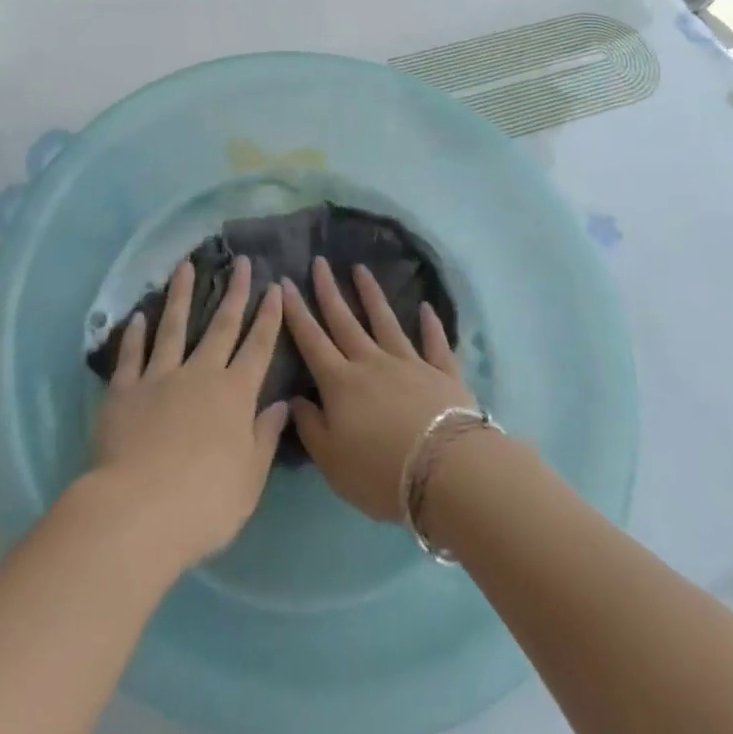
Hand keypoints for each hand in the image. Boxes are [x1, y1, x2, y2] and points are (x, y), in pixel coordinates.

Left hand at [90, 257, 287, 569]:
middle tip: (242, 262)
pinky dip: (135, 334)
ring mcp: (160, 377)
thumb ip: (265, 437)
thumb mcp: (249, 478)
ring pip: (173, 326)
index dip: (268, 316)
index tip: (274, 287)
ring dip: (181, 294)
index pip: (258, 347)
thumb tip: (282, 404)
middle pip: (221, 326)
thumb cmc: (205, 503)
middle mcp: (200, 374)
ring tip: (185, 265)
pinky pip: (132, 355)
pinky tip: (139, 316)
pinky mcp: (125, 390)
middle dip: (235, 292)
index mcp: (235, 395)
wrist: (140, 511)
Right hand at [282, 258, 474, 522]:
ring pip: (385, 321)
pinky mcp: (442, 372)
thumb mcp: (332, 461)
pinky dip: (431, 324)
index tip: (285, 282)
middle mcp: (371, 362)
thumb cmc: (381, 472)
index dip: (296, 311)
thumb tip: (295, 399)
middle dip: (329, 290)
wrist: (447, 472)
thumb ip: (310, 427)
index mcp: (340, 382)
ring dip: (372, 294)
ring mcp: (408, 363)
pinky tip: (427, 307)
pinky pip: (434, 343)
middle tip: (320, 261)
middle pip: (345, 320)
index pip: (311, 340)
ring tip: (361, 269)